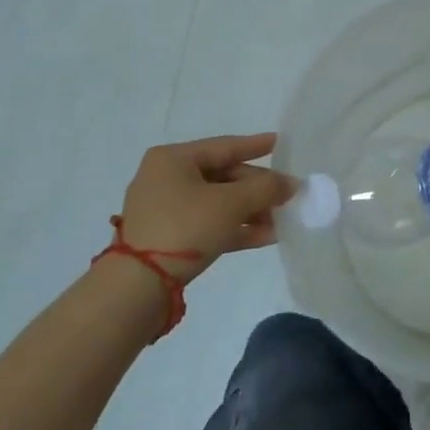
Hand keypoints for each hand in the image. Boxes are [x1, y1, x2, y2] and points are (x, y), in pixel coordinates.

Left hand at [118, 133, 295, 284]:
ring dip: (252, 211)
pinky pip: (210, 224)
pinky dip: (236, 228)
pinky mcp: (169, 238)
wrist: (138, 286)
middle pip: (224, 176)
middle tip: (288, 195)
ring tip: (284, 219)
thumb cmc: (184, 227)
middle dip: (258, 188)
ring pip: (219, 203)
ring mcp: (166, 210)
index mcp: (173, 159)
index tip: (281, 143)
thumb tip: (292, 184)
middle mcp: (167, 178)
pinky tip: (268, 236)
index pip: (224, 146)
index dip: (256, 145)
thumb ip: (265, 189)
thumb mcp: (231, 203)